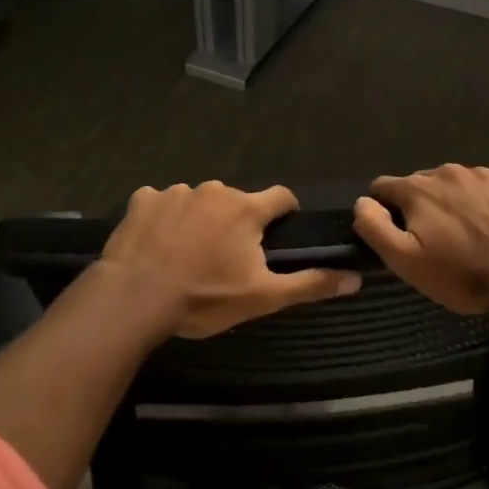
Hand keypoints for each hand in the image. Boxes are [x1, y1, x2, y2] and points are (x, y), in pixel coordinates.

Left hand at [100, 182, 360, 338]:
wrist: (134, 298)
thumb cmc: (204, 298)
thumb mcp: (262, 298)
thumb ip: (310, 284)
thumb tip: (355, 278)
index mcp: (247, 208)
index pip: (282, 196)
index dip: (284, 214)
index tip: (278, 236)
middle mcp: (214, 189)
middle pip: (237, 201)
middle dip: (237, 223)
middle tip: (225, 259)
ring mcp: (175, 191)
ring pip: (199, 201)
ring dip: (200, 220)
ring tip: (186, 255)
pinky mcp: (142, 199)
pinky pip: (162, 203)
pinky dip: (164, 219)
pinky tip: (157, 245)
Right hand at [353, 164, 488, 314]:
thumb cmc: (462, 274)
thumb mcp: (406, 262)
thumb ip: (375, 227)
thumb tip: (362, 202)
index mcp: (418, 189)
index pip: (383, 186)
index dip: (384, 210)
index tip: (399, 234)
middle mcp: (449, 171)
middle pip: (421, 184)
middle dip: (422, 206)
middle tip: (437, 240)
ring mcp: (485, 173)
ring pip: (456, 183)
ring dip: (455, 202)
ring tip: (470, 234)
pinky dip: (486, 200)